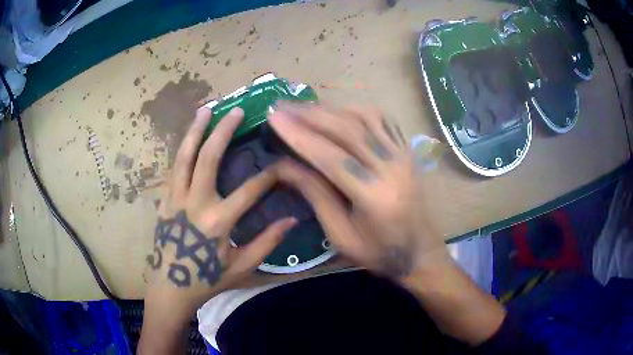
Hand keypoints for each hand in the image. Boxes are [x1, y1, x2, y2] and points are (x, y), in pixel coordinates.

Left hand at [144, 107, 295, 318]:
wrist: (170, 287)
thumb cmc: (207, 279)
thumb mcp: (242, 266)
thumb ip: (267, 242)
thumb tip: (292, 219)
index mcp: (217, 221)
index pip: (249, 190)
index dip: (268, 175)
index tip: (280, 164)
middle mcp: (195, 203)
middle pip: (208, 158)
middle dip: (223, 131)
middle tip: (235, 110)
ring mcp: (175, 198)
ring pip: (184, 157)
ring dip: (195, 131)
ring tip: (205, 110)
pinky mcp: (164, 200)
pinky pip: (173, 169)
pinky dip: (182, 150)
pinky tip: (188, 138)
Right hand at [269, 103, 449, 277]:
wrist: (421, 250)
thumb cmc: (379, 251)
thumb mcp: (341, 235)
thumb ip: (315, 196)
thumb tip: (283, 165)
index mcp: (374, 196)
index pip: (330, 157)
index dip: (299, 136)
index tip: (274, 119)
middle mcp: (392, 167)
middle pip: (347, 129)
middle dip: (309, 115)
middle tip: (282, 106)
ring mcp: (403, 154)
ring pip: (364, 118)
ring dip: (330, 109)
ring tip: (304, 108)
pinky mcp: (408, 150)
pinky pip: (382, 119)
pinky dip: (356, 110)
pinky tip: (338, 111)